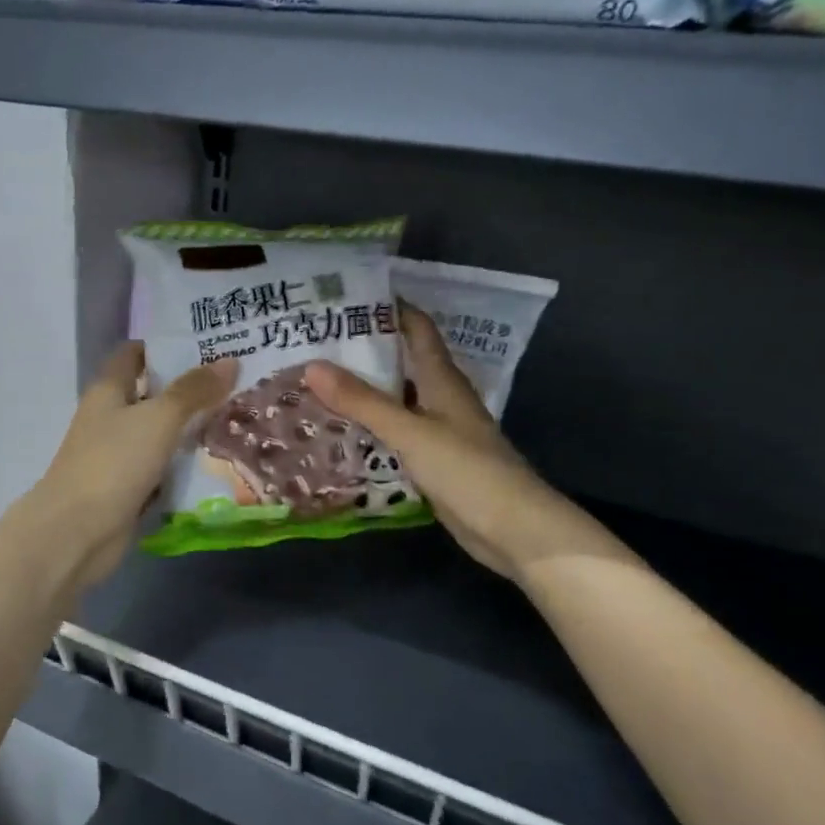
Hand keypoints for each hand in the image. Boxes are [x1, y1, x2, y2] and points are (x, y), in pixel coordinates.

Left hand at [37, 343, 237, 589]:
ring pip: (161, 433)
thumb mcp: (159, 418)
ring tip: (239, 416)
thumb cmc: (114, 462)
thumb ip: (193, 390)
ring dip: (192, 428)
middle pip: (152, 394)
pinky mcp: (129, 488)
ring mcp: (119, 455)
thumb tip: (230, 361)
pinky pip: (163, 468)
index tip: (206, 343)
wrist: (78, 532)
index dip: (165, 345)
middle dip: (190, 388)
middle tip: (238, 381)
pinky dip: (185, 465)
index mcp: (108, 390)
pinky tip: (220, 461)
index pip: (134, 354)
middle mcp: (111, 418)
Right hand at [306, 303, 549, 581]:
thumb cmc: (466, 469)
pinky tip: (342, 429)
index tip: (348, 296)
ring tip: (319, 381)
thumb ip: (362, 401)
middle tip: (317, 342)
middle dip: (365, 349)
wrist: (512, 529)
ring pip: (397, 398)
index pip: (417, 328)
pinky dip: (371, 425)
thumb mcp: (409, 431)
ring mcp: (439, 430)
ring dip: (365, 389)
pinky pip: (396, 432)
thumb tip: (312, 366)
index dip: (389, 308)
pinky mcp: (434, 459)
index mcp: (442, 379)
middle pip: (402, 361)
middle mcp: (441, 397)